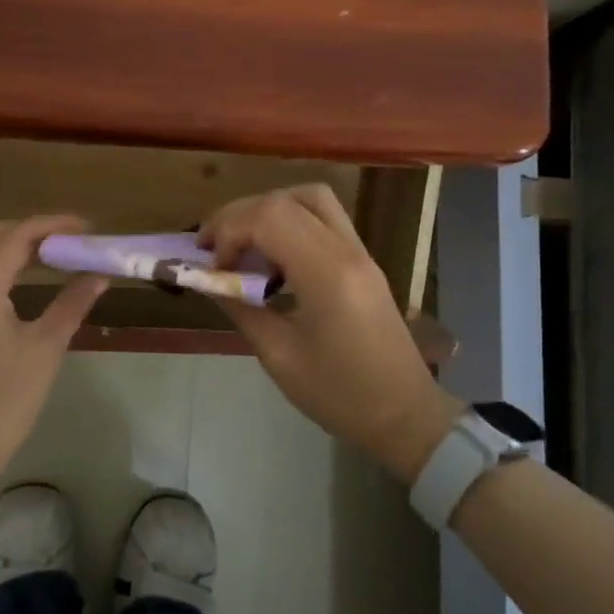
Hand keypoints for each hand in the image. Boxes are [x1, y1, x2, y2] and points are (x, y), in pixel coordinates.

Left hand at [0, 216, 107, 495]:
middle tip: (71, 243)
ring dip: (10, 248)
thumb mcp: (45, 347)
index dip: (54, 225)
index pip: (18, 234)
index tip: (87, 228)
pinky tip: (16, 285)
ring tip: (49, 259)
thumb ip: (72, 303)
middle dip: (32, 232)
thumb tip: (98, 275)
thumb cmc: (3, 400)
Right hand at [201, 185, 457, 482]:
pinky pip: (323, 220)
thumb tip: (208, 280)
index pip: (270, 216)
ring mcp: (360, 252)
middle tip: (212, 247)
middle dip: (240, 215)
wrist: (404, 414)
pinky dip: (290, 224)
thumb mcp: (279, 356)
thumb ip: (241, 308)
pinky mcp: (363, 262)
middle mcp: (347, 250)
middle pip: (286, 199)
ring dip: (269, 211)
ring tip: (242, 244)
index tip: (213, 266)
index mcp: (327, 273)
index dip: (230, 230)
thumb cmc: (339, 394)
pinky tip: (272, 260)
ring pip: (311, 199)